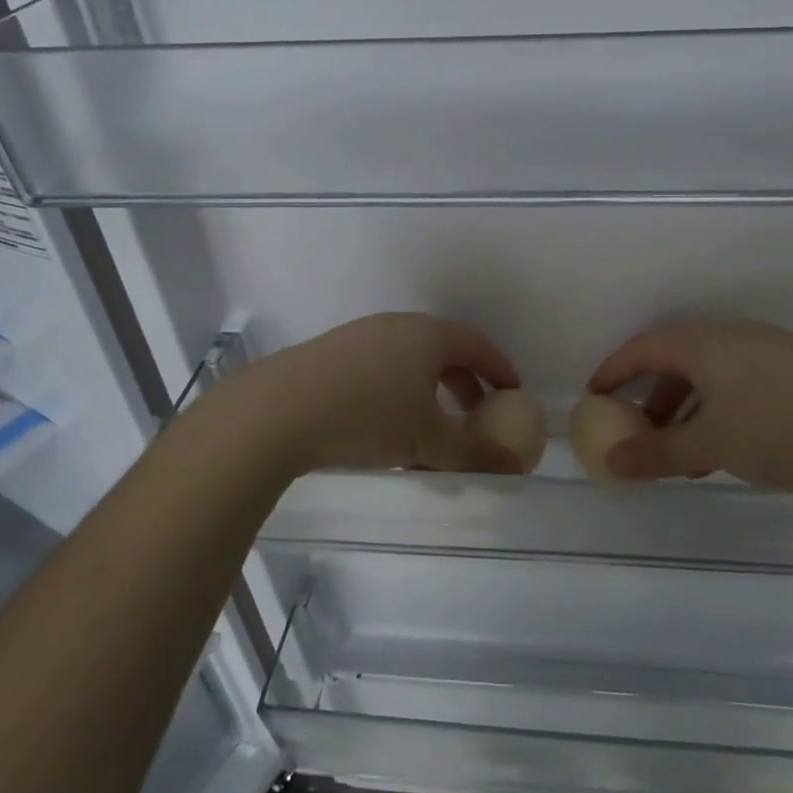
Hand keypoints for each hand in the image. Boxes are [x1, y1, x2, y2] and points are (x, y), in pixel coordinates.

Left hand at [243, 313, 526, 476]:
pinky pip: (378, 370)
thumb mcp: (428, 439)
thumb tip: (514, 466)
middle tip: (476, 414)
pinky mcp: (328, 355)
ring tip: (429, 430)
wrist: (278, 411)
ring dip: (428, 393)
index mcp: (428, 335)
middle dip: (464, 384)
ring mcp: (359, 337)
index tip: (513, 393)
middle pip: (443, 350)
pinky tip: (384, 429)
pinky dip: (396, 395)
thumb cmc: (369, 416)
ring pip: (408, 362)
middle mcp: (396, 326)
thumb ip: (474, 453)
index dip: (500, 369)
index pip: (477, 344)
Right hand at [586, 319, 792, 494]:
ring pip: (711, 377)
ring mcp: (769, 353)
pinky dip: (719, 413)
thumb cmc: (781, 427)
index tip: (594, 397)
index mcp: (704, 342)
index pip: (643, 348)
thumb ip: (657, 453)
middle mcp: (733, 337)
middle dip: (652, 398)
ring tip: (683, 455)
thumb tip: (611, 464)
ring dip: (688, 411)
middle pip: (676, 362)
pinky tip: (728, 450)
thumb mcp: (711, 444)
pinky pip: (739, 387)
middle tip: (639, 432)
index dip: (614, 371)